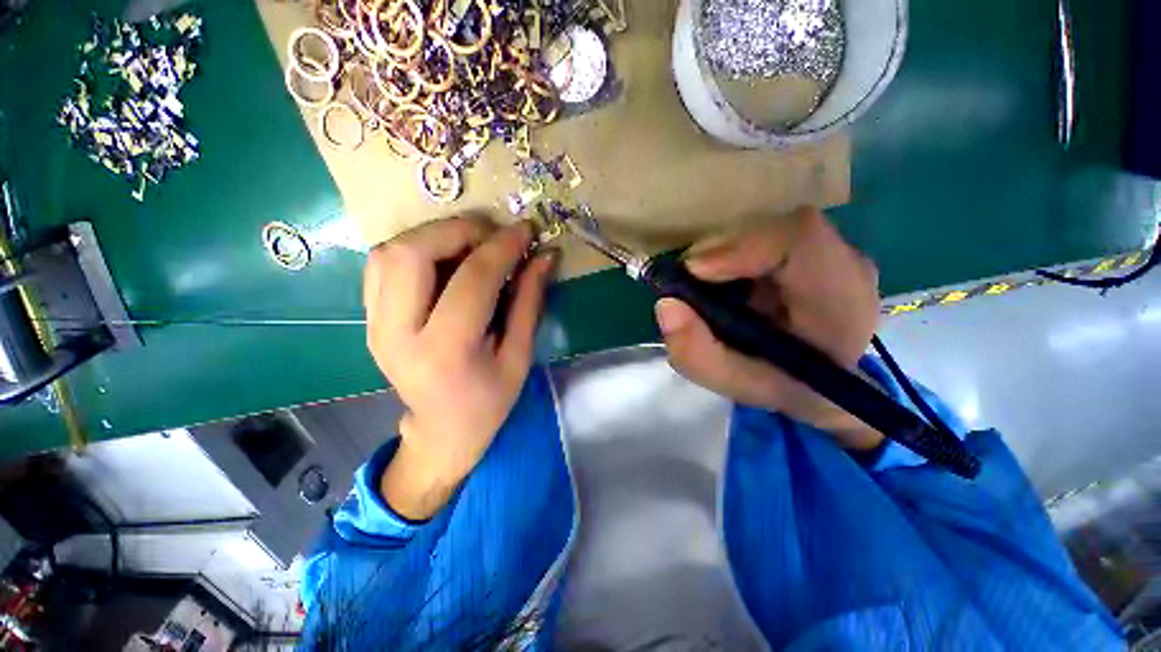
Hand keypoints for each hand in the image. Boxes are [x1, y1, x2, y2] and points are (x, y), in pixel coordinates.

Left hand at [364, 217, 553, 519]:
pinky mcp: (369, 319)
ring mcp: (374, 325)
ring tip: (471, 245)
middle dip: (458, 230)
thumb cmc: (489, 401)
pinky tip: (445, 261)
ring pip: (389, 252)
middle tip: (493, 235)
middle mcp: (397, 335)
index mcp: (446, 352)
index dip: (503, 247)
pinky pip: (382, 264)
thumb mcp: (520, 356)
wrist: (442, 429)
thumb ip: (529, 302)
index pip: (472, 280)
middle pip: (411, 254)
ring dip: (434, 236)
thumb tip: (543, 256)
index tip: (525, 230)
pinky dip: (416, 249)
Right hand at [655, 207, 883, 450]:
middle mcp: (847, 264)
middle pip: (777, 225)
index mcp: (840, 304)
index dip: (740, 246)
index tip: (694, 271)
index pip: (801, 241)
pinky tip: (726, 277)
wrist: (824, 381)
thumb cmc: (783, 385)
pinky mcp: (815, 244)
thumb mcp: (733, 383)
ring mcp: (834, 248)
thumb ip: (696, 354)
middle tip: (690, 282)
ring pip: (769, 222)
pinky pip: (767, 228)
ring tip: (708, 285)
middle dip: (721, 249)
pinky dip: (734, 248)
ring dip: (725, 250)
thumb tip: (666, 304)